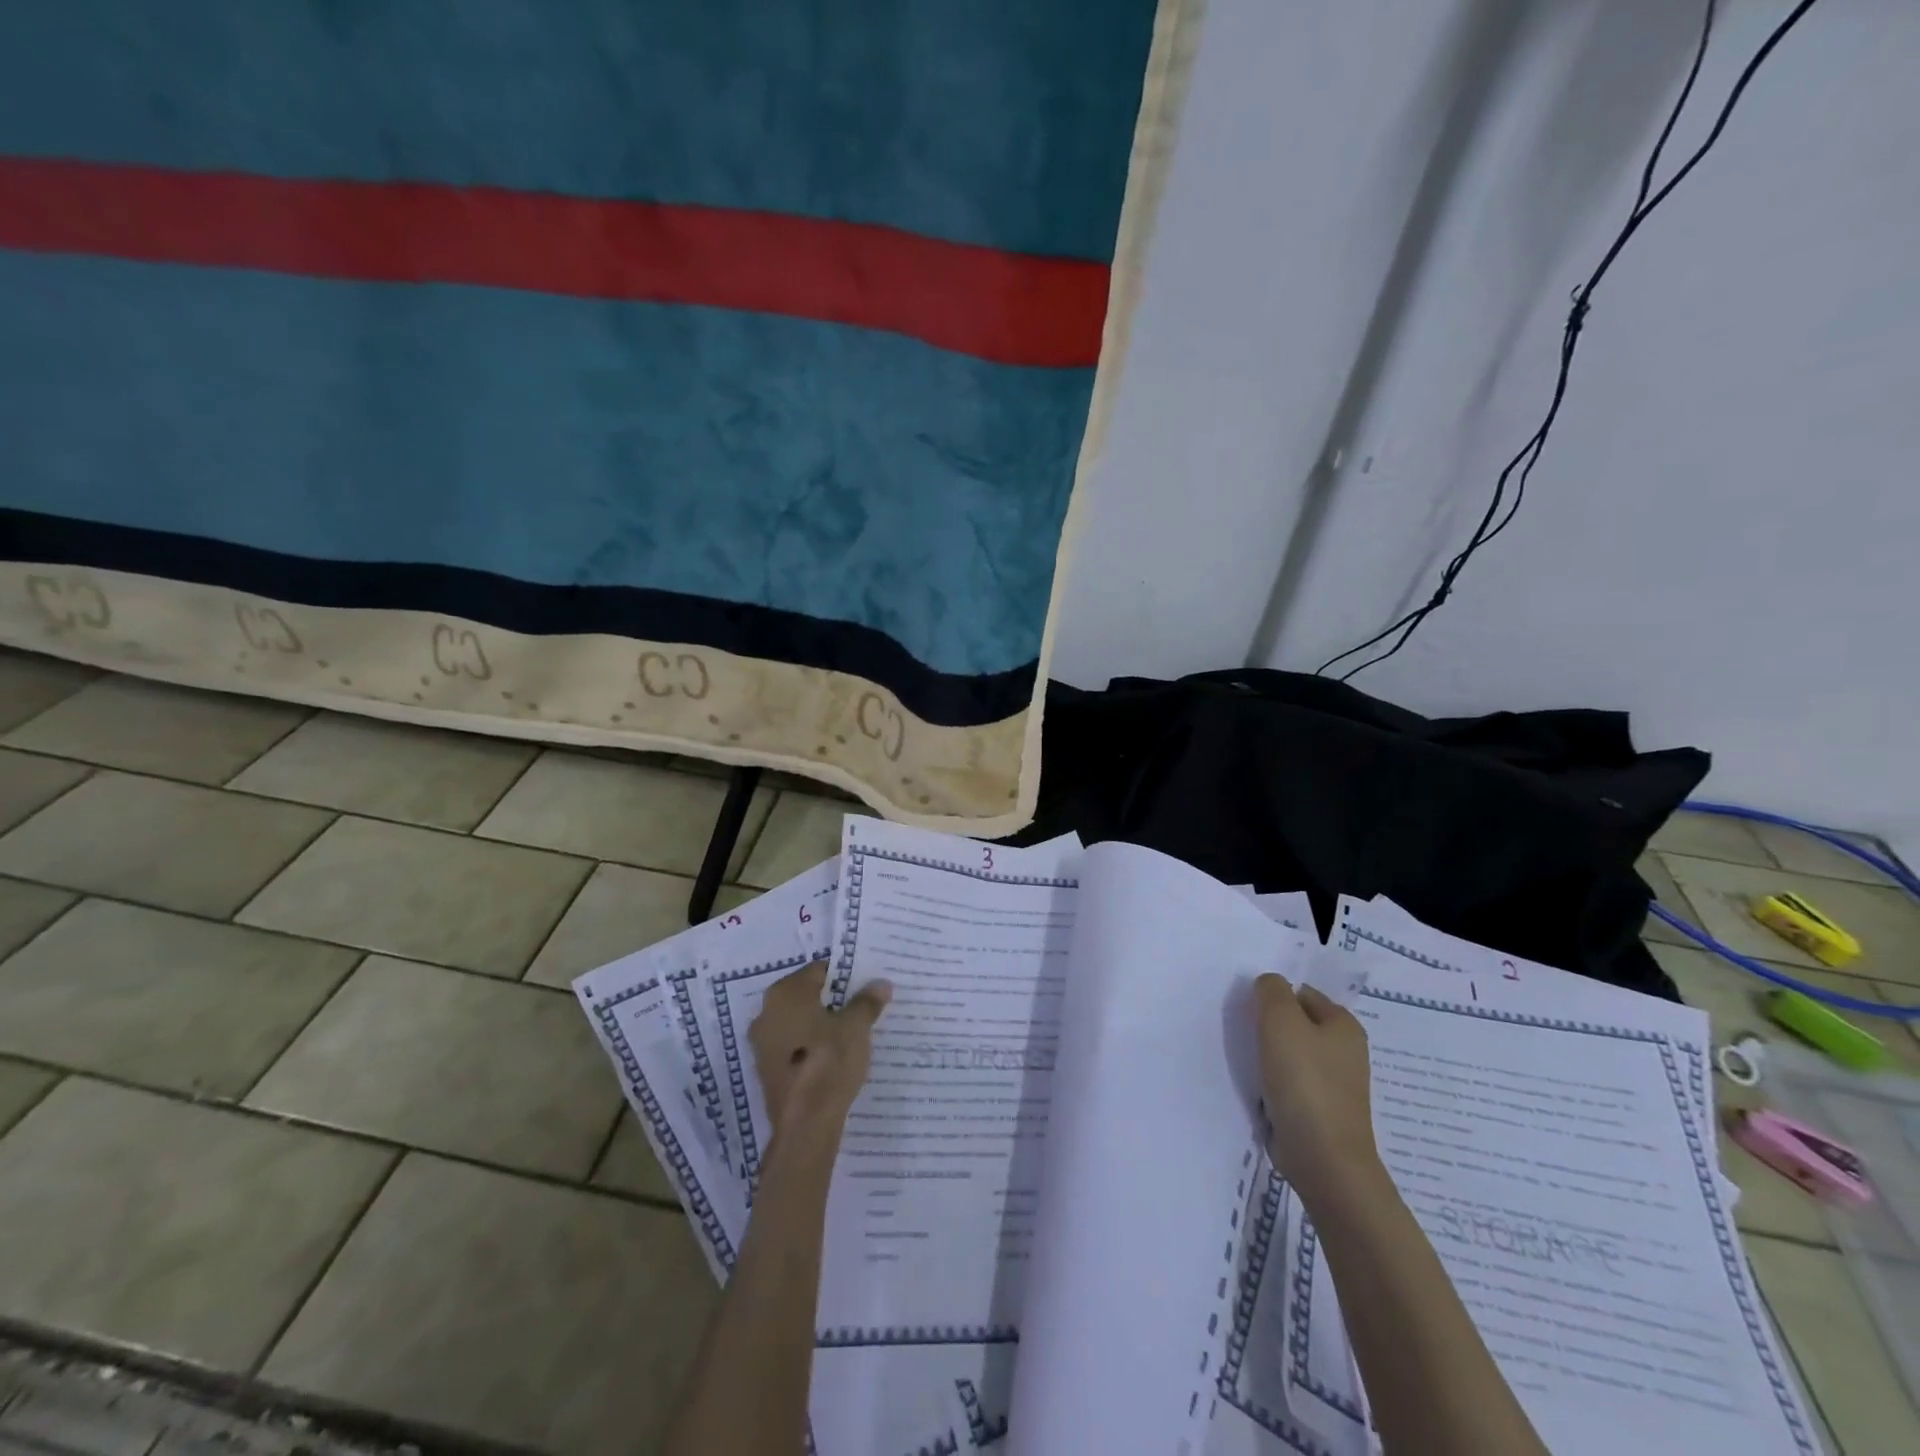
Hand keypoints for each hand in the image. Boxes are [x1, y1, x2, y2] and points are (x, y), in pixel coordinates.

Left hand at [749, 962, 891, 1142]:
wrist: (805, 1125)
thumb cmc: (829, 1062)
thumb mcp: (856, 1027)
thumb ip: (867, 1002)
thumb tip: (881, 983)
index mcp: (785, 993)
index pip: (818, 970)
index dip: (844, 975)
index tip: (865, 985)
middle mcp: (766, 1012)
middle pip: (806, 995)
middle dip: (833, 999)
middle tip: (862, 1006)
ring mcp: (762, 1043)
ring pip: (799, 1022)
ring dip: (821, 1023)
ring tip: (852, 1031)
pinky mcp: (766, 1069)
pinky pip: (793, 1046)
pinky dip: (811, 1045)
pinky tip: (833, 1056)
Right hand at [1253, 973, 1383, 1205]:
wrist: (1323, 1158)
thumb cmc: (1304, 1081)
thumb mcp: (1280, 1021)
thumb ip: (1271, 991)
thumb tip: (1268, 984)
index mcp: (1344, 1025)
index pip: (1301, 993)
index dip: (1274, 998)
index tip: (1250, 1013)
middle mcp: (1345, 1051)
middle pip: (1297, 1024)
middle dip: (1270, 1027)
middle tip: (1245, 1035)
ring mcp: (1335, 1084)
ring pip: (1292, 1055)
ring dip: (1269, 1056)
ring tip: (1249, 1063)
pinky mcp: (1321, 1110)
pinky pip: (1291, 1083)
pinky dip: (1274, 1083)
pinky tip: (1260, 1090)